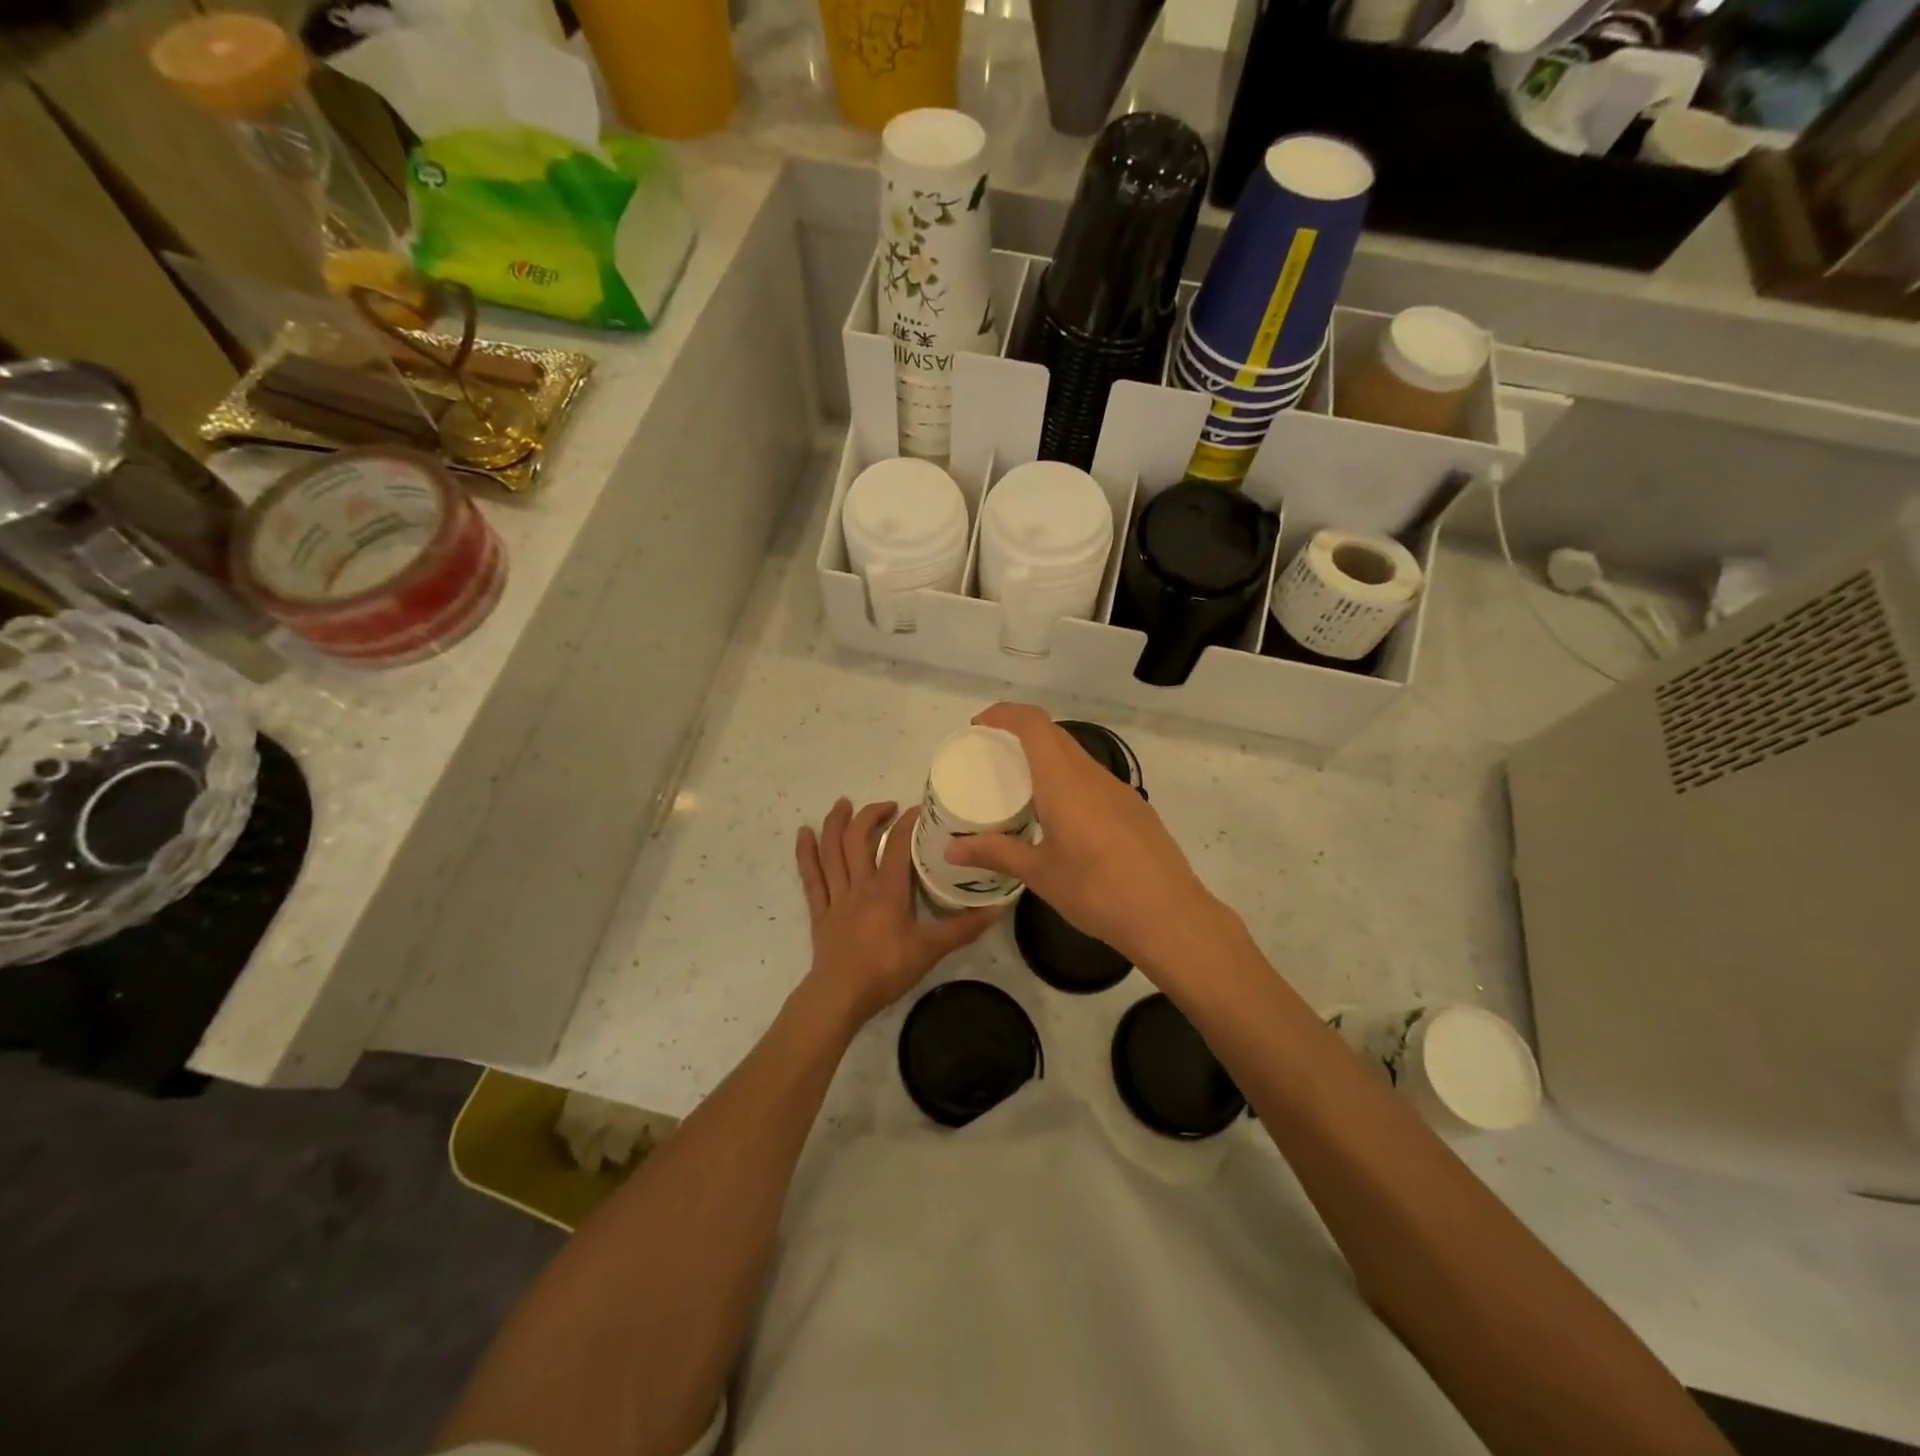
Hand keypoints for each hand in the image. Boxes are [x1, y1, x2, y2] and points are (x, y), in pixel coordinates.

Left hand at [795, 799, 996, 1027]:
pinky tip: (803, 833)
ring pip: (831, 851)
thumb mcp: (931, 950)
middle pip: (858, 839)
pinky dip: (805, 853)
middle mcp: (859, 885)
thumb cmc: (886, 970)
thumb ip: (963, 928)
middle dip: (871, 815)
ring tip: (842, 803)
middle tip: (887, 806)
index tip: (919, 809)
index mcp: (887, 890)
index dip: (908, 822)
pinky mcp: (820, 910)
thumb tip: (996, 910)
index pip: (898, 845)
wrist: (841, 996)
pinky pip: (810, 876)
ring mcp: (836, 896)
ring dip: (835, 823)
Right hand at [945, 704, 1228, 972]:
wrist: (1170, 917)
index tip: (979, 727)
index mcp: (1065, 782)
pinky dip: (1069, 780)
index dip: (1005, 714)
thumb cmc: (1097, 892)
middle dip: (1021, 733)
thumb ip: (996, 854)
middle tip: (991, 757)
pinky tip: (1061, 816)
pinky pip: (1094, 780)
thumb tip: (951, 851)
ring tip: (1021, 786)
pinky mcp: (1135, 809)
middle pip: (1055, 735)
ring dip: (1047, 758)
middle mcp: (1093, 776)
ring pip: (1077, 757)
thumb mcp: (1040, 875)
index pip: (1034, 724)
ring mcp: (1119, 791)